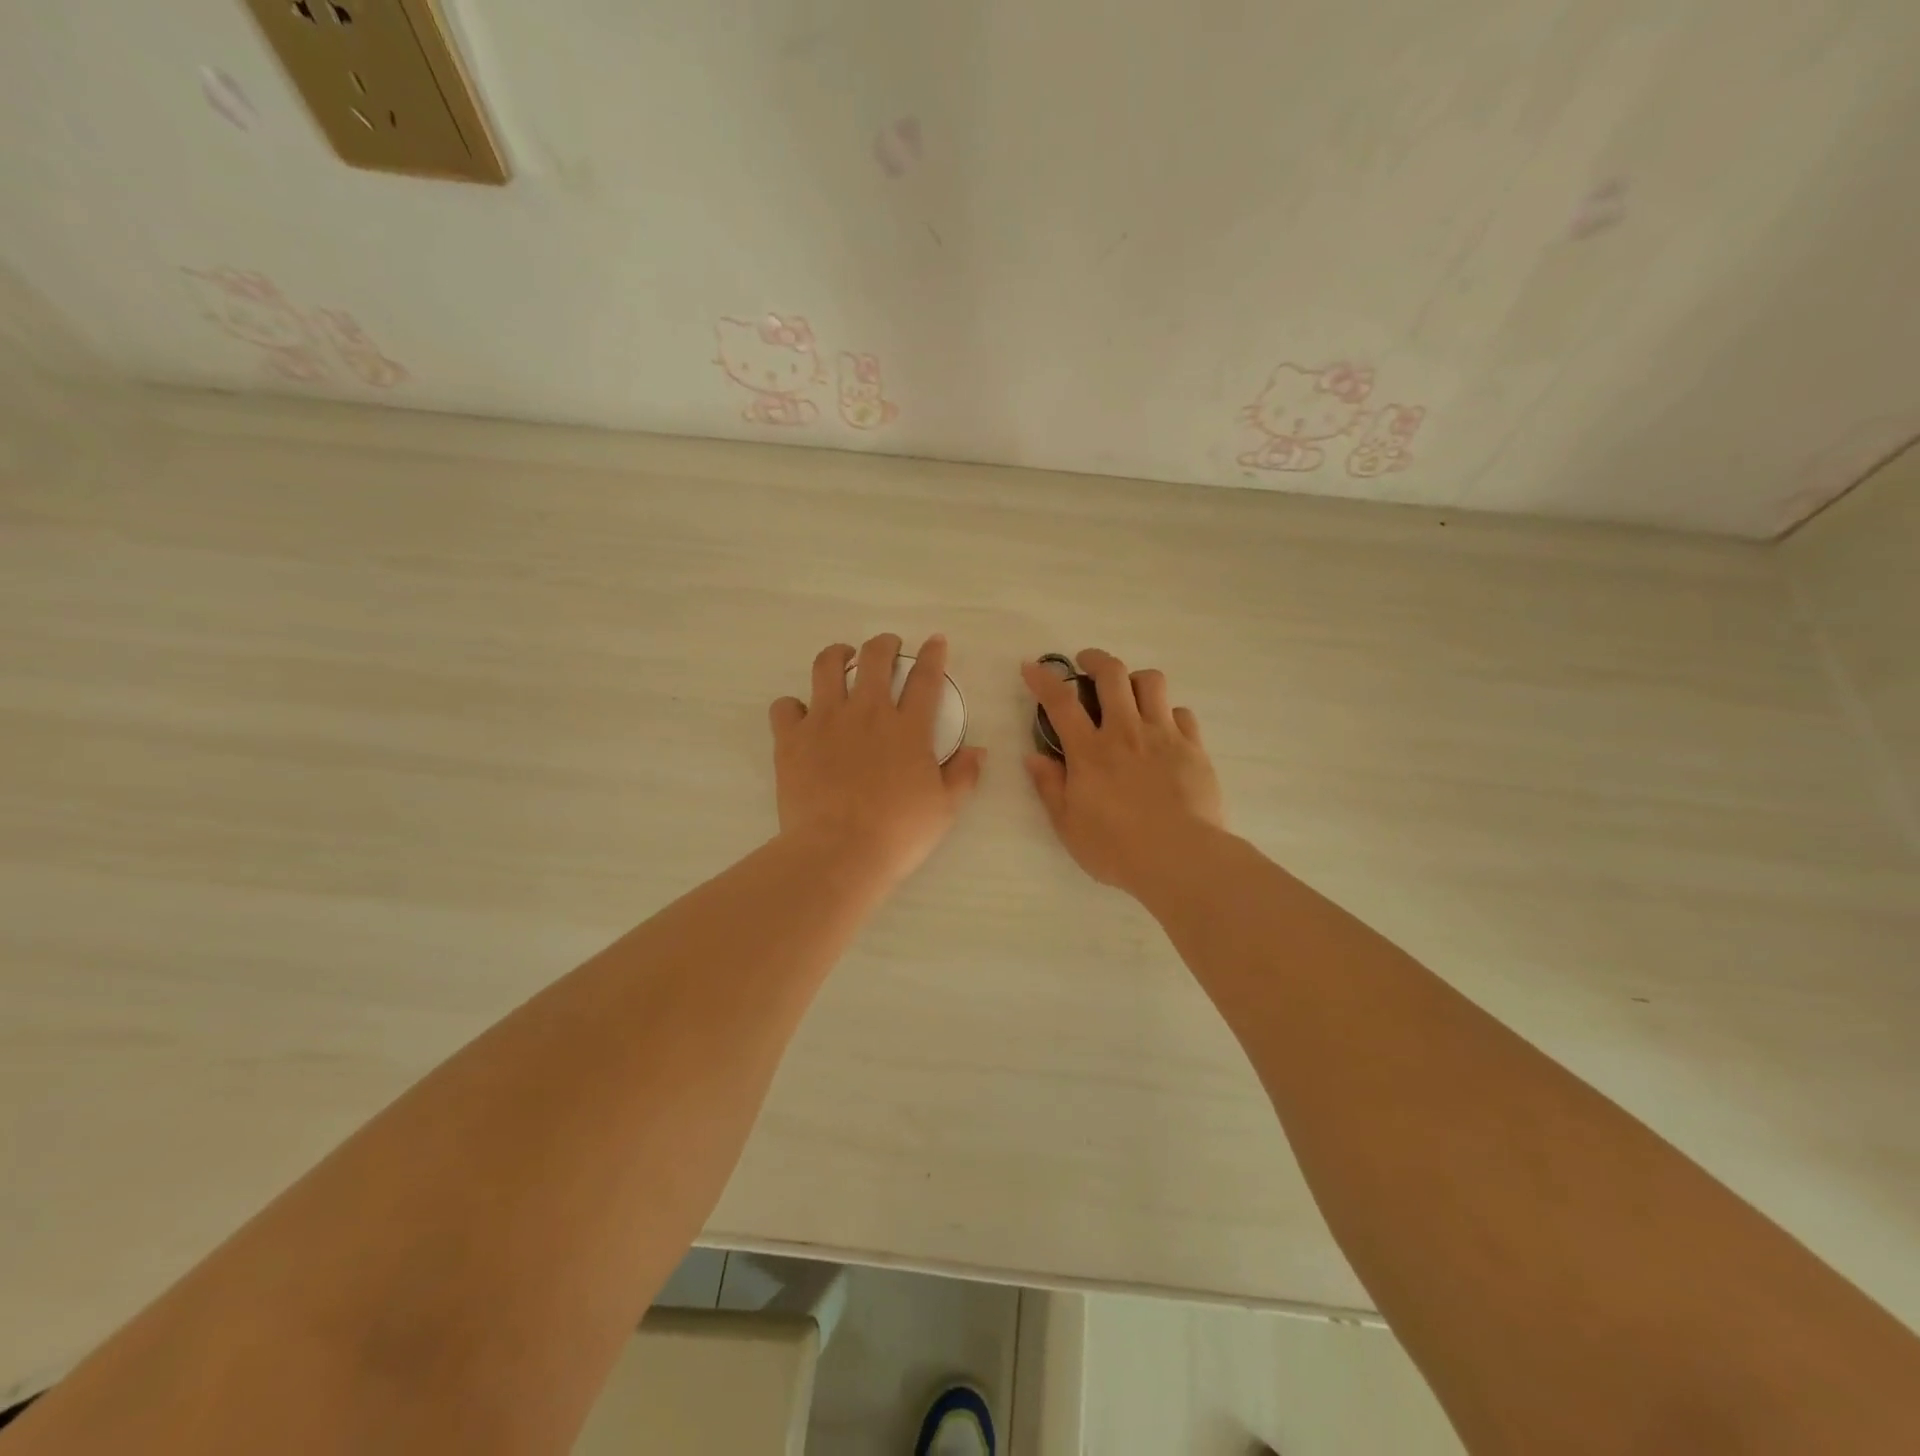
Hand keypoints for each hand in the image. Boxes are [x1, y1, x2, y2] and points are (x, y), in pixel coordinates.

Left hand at [770, 633, 985, 885]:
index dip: (932, 655)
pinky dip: (792, 706)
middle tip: (888, 648)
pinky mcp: (792, 738)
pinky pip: (785, 706)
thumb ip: (964, 776)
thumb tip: (979, 751)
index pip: (925, 678)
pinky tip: (799, 715)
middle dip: (884, 644)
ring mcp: (825, 721)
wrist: (838, 852)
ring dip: (837, 655)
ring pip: (826, 666)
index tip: (934, 641)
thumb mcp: (944, 809)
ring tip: (841, 658)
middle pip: (875, 658)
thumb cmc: (898, 833)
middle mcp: (867, 713)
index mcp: (908, 728)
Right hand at [1021, 649, 1224, 897]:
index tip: (1031, 666)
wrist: (1181, 858)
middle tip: (1086, 663)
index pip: (1060, 702)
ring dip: (1134, 678)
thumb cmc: (1117, 848)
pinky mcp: (1193, 747)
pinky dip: (1167, 712)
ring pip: (1151, 682)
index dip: (1043, 679)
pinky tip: (1163, 727)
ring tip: (1128, 691)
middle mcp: (1126, 732)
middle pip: (1111, 674)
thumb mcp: (1068, 825)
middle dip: (1095, 659)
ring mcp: (1164, 736)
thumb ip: (1050, 786)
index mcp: (1090, 751)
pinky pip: (1181, 712)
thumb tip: (1034, 756)